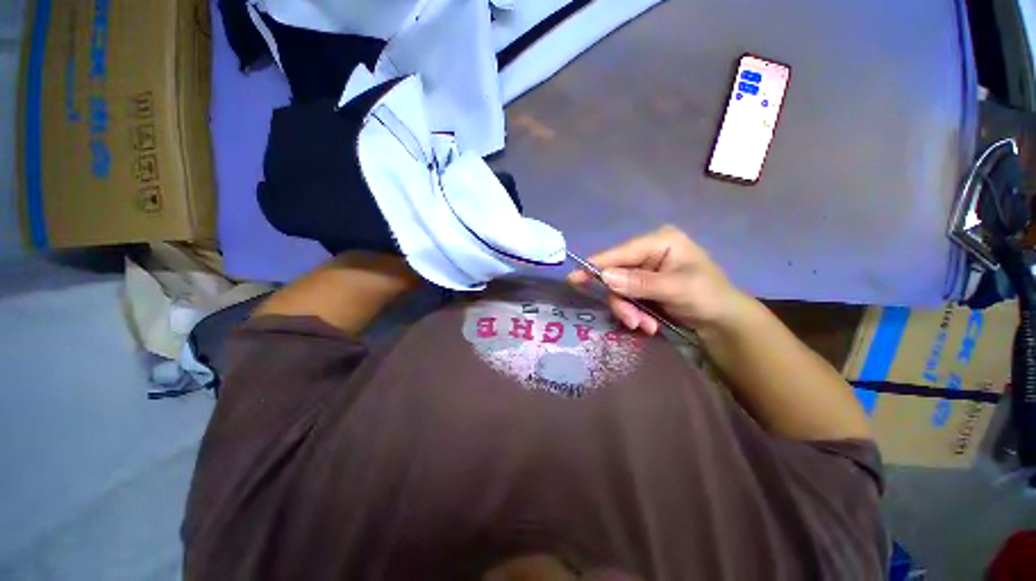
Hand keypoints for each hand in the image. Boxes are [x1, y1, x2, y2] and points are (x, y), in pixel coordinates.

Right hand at [567, 225, 752, 334]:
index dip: (597, 265)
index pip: (621, 253)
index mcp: (659, 242)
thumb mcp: (678, 288)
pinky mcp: (641, 287)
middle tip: (632, 321)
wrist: (722, 322)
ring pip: (618, 290)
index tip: (574, 277)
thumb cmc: (708, 297)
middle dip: (622, 300)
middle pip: (616, 274)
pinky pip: (625, 299)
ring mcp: (643, 271)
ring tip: (645, 327)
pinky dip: (633, 314)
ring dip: (629, 311)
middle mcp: (647, 253)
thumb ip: (640, 283)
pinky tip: (648, 326)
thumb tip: (605, 277)